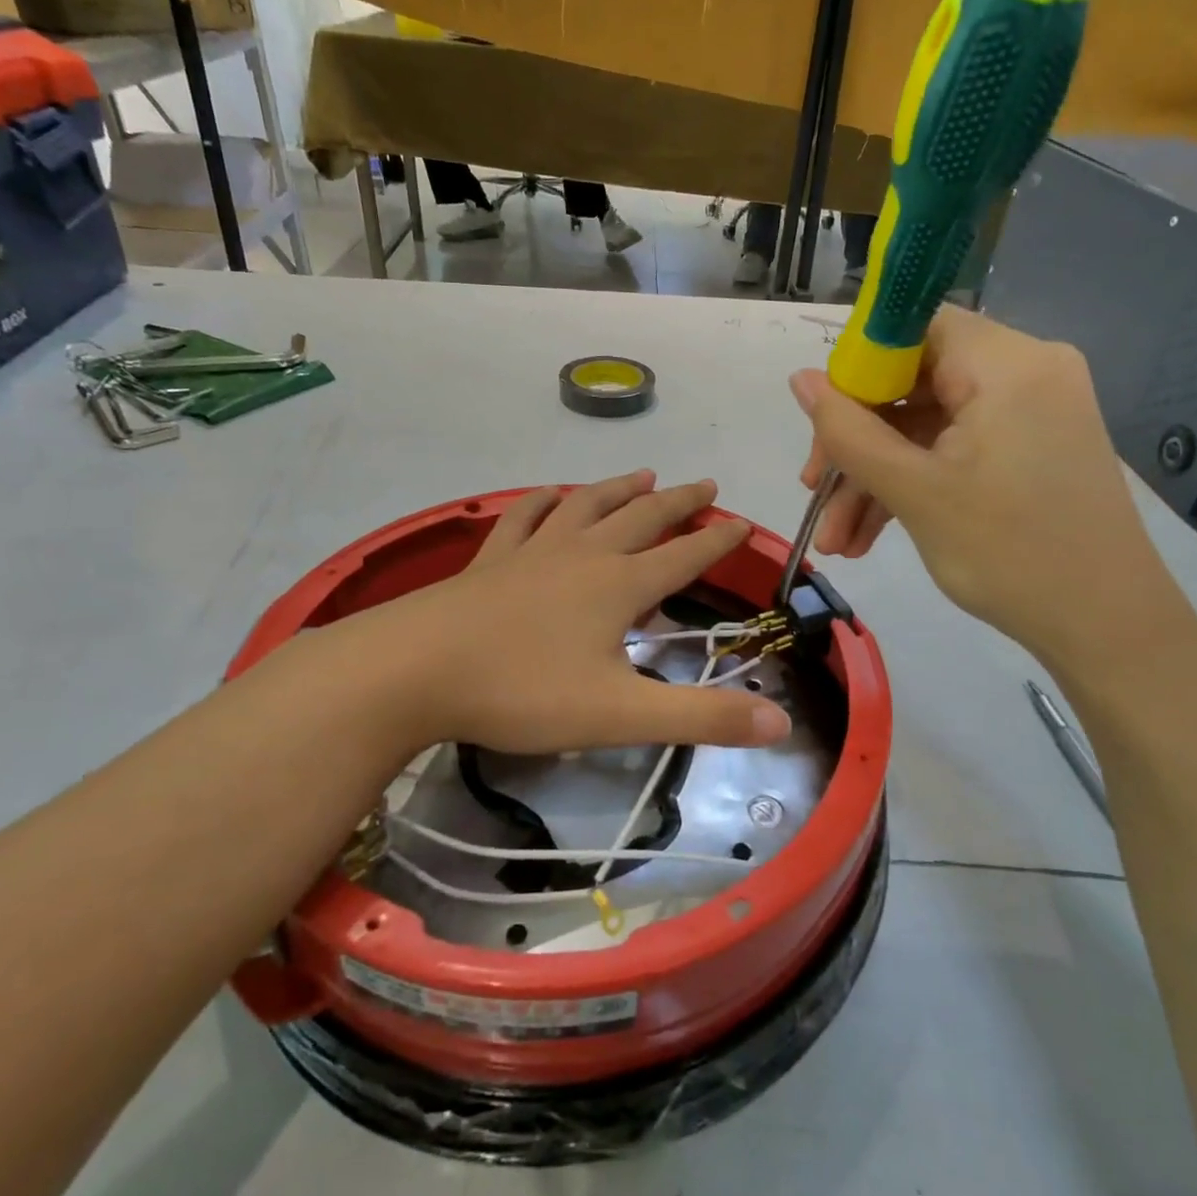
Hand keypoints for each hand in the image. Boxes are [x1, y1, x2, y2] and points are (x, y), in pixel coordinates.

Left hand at [337, 472, 791, 753]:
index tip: (742, 524)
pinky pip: (524, 517)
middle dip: (678, 502)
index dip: (717, 541)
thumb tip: (781, 721)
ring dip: (619, 489)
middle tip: (704, 484)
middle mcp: (582, 555)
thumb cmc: (523, 691)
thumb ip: (701, 718)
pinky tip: (549, 494)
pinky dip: (543, 501)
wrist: (415, 670)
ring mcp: (533, 551)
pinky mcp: (491, 560)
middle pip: (642, 517)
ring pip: (587, 506)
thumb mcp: (621, 714)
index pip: (684, 555)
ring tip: (643, 473)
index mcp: (619, 586)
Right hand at [790, 307, 1187, 672]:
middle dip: (856, 444)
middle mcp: (1025, 371)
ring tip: (837, 542)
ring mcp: (1032, 413)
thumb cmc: (1009, 553)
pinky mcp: (1031, 449)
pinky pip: (955, 450)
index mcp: (1006, 362)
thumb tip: (800, 379)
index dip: (857, 369)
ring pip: (927, 426)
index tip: (822, 425)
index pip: (912, 327)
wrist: (1108, 628)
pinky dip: (914, 486)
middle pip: (913, 383)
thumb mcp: (914, 491)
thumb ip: (849, 432)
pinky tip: (870, 538)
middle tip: (815, 494)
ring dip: (876, 478)